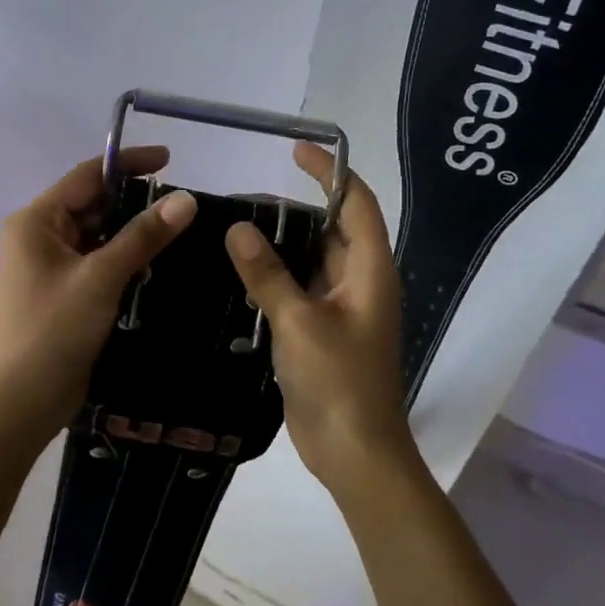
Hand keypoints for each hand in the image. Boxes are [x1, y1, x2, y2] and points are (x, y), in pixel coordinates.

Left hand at [0, 146, 196, 438]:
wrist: (21, 402)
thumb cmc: (53, 331)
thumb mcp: (101, 278)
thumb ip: (143, 236)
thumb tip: (186, 200)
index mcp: (36, 221)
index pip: (87, 176)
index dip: (128, 164)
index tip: (170, 160)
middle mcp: (40, 236)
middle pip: (93, 205)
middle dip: (135, 202)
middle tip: (184, 203)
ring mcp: (51, 266)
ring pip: (98, 235)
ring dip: (133, 232)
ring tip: (181, 229)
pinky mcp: (64, 292)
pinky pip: (98, 261)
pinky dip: (125, 259)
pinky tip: (158, 262)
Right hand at [224, 143, 412, 495]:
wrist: (355, 453)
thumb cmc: (339, 383)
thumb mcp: (299, 324)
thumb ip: (268, 275)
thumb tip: (237, 229)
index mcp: (370, 271)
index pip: (356, 203)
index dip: (330, 172)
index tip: (294, 151)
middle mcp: (360, 281)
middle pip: (331, 229)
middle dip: (294, 210)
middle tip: (243, 201)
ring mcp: (342, 308)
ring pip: (312, 260)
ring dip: (281, 245)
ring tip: (234, 231)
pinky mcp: (323, 331)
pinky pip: (300, 289)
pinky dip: (275, 276)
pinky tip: (239, 275)